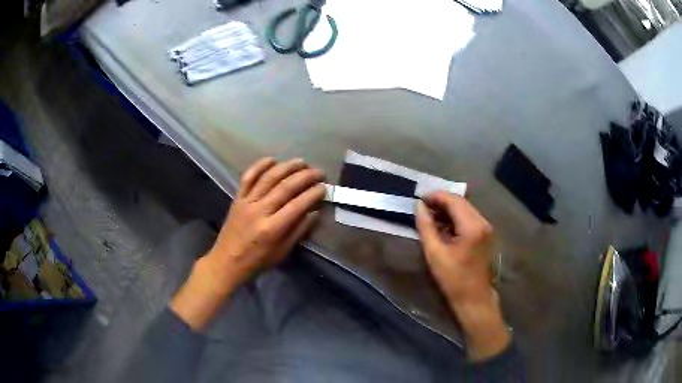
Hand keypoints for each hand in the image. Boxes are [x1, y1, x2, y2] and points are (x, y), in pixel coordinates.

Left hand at [171, 158, 325, 329]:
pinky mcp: (237, 198)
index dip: (313, 194)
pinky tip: (273, 160)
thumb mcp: (282, 252)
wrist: (227, 262)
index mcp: (272, 229)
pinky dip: (260, 165)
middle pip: (285, 187)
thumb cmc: (257, 261)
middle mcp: (259, 211)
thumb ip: (299, 231)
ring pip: (269, 177)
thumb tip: (315, 212)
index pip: (297, 205)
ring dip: (287, 167)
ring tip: (302, 162)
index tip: (324, 187)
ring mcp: (247, 202)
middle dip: (305, 177)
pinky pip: (248, 177)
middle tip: (319, 172)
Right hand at [415, 192, 509, 360]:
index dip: (435, 196)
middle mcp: (482, 222)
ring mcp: (486, 228)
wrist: (473, 298)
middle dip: (441, 201)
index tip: (419, 199)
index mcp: (472, 226)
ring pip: (465, 209)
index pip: (454, 200)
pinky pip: (468, 218)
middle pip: (461, 202)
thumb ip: (426, 226)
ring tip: (429, 216)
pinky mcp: (484, 234)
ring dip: (447, 209)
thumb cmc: (453, 279)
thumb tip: (419, 206)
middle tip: (422, 207)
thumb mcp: (435, 253)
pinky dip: (455, 217)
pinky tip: (442, 225)